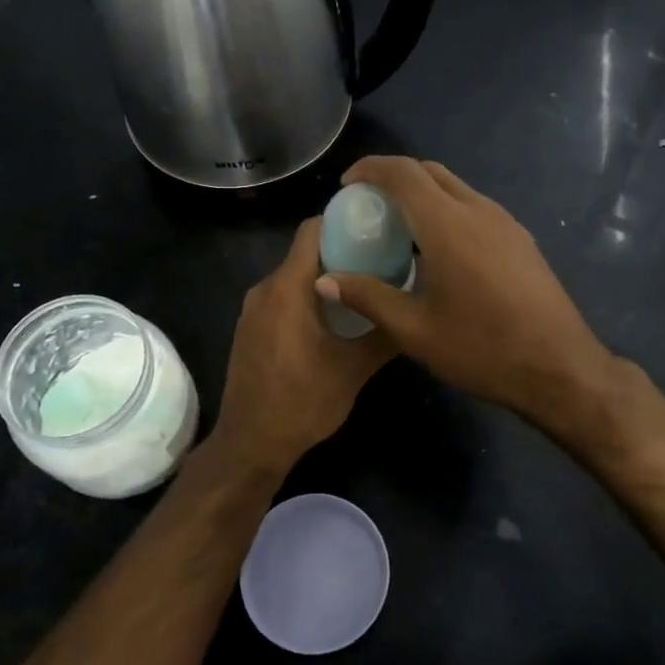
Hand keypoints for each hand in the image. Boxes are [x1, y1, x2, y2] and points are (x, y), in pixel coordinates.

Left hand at [208, 217, 394, 475]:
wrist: (251, 443)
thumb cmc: (303, 402)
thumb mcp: (354, 369)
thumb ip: (384, 334)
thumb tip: (414, 310)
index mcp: (287, 288)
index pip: (311, 231)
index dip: (342, 221)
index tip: (376, 226)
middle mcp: (264, 289)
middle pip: (304, 252)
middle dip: (341, 250)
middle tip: (382, 258)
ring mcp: (253, 310)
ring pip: (294, 277)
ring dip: (325, 276)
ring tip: (365, 287)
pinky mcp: (250, 329)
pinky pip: (282, 297)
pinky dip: (308, 296)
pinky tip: (335, 317)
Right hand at [314, 157, 619, 438]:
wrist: (560, 367)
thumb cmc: (482, 349)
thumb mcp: (415, 330)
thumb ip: (368, 297)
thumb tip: (325, 281)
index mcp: (448, 225)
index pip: (404, 173)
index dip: (370, 169)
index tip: (347, 185)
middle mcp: (478, 211)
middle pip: (430, 172)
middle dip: (394, 177)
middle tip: (368, 205)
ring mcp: (505, 222)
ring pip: (456, 188)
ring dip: (423, 194)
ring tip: (399, 228)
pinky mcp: (521, 239)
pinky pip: (474, 207)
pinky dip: (446, 210)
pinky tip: (438, 250)